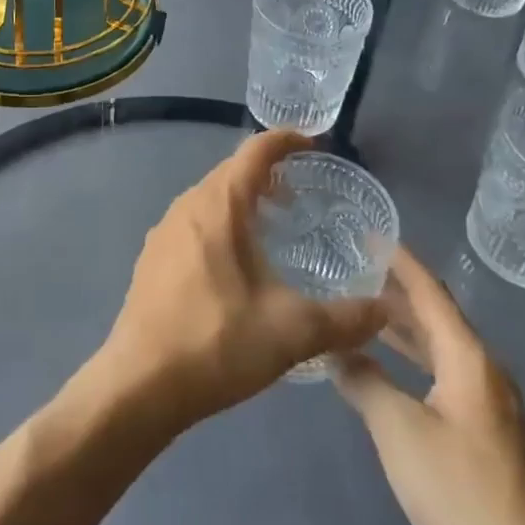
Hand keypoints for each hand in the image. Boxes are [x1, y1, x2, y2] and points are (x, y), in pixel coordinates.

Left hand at [93, 129, 387, 436]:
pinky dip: (221, 224)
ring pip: (211, 198)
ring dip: (243, 200)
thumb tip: (384, 311)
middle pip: (232, 171)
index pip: (256, 151)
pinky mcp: (152, 259)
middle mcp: (187, 205)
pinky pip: (194, 222)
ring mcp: (164, 231)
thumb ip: (345, 319)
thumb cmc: (217, 342)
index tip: (315, 144)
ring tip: (274, 228)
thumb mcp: (292, 331)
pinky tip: (236, 264)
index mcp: (219, 205)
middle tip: (301, 195)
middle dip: (268, 173)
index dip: (287, 140)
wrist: (139, 385)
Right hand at [331, 246, 524, 524]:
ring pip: (442, 350)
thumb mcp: (399, 432)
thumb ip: (364, 382)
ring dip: (404, 331)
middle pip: (437, 318)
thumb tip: (337, 351)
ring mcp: (491, 407)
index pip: (430, 291)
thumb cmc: (461, 492)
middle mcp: (485, 372)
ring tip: (363, 316)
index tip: (368, 234)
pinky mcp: (490, 438)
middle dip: (396, 293)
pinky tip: (391, 377)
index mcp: (468, 358)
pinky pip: (446, 378)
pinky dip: (416, 364)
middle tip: (353, 272)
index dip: (399, 260)